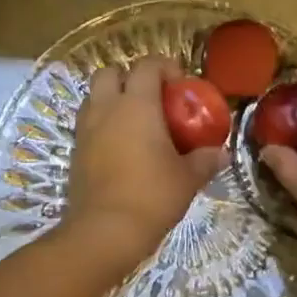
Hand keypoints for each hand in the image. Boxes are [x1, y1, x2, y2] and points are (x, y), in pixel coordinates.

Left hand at [64, 56, 227, 262]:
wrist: (104, 231)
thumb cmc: (151, 196)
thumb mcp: (187, 178)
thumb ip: (205, 160)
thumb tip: (221, 153)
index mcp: (137, 105)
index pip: (147, 65)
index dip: (165, 67)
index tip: (181, 85)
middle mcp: (106, 109)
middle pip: (110, 73)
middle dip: (130, 78)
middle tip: (153, 100)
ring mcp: (86, 129)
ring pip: (94, 97)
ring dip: (112, 100)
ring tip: (135, 122)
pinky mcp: (75, 151)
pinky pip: (88, 124)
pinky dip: (102, 124)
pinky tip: (120, 147)